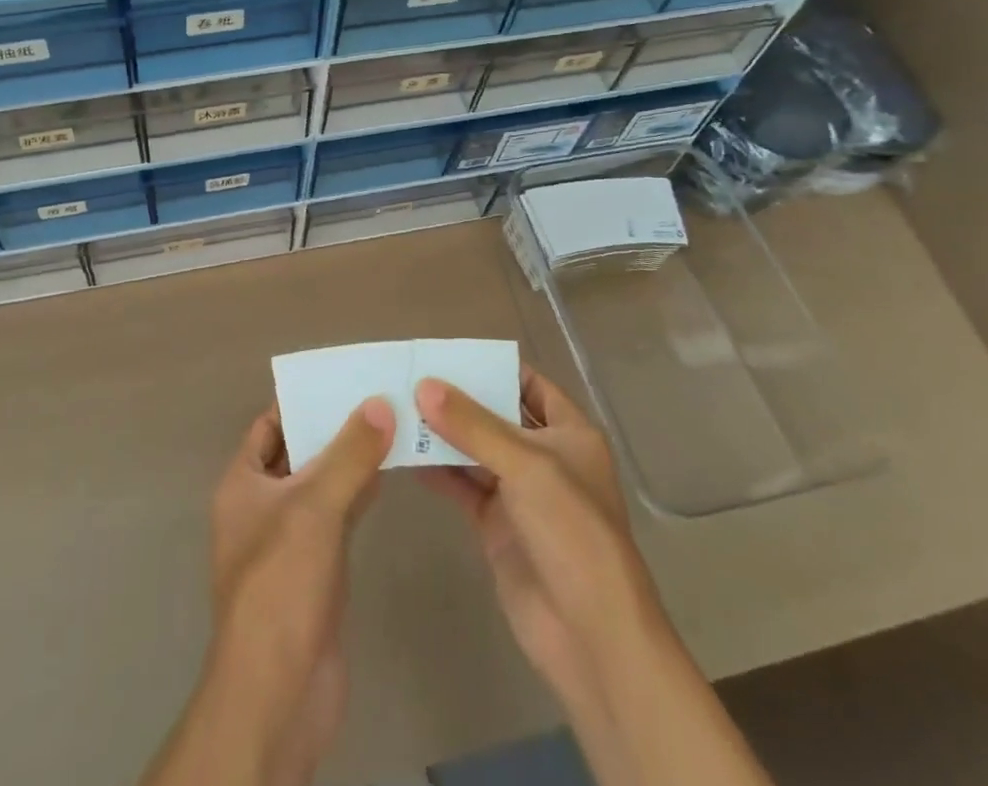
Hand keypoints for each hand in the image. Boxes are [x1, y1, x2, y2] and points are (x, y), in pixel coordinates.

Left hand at [141, 398, 394, 785]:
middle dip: (332, 427)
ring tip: (391, 424)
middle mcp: (261, 505)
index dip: (300, 400)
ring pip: (321, 484)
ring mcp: (289, 540)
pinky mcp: (316, 569)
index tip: (342, 378)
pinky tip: (388, 475)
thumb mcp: (314, 507)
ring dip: (350, 460)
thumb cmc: (281, 584)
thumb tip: (380, 403)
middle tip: (377, 394)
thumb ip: (349, 454)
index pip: (270, 424)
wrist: (279, 692)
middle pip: (298, 451)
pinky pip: (337, 516)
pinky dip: (359, 493)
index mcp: (243, 483)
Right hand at [415, 366, 660, 709]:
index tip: (447, 353)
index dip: (494, 366)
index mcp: (569, 434)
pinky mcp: (496, 525)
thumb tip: (423, 386)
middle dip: (457, 399)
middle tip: (409, 376)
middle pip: (496, 415)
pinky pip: (462, 486)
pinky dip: (436, 470)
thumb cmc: (572, 533)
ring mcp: (519, 493)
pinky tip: (402, 454)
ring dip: (441, 433)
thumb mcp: (526, 467)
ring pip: (474, 450)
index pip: (529, 384)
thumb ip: (473, 425)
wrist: (590, 635)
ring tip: (396, 409)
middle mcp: (544, 457)